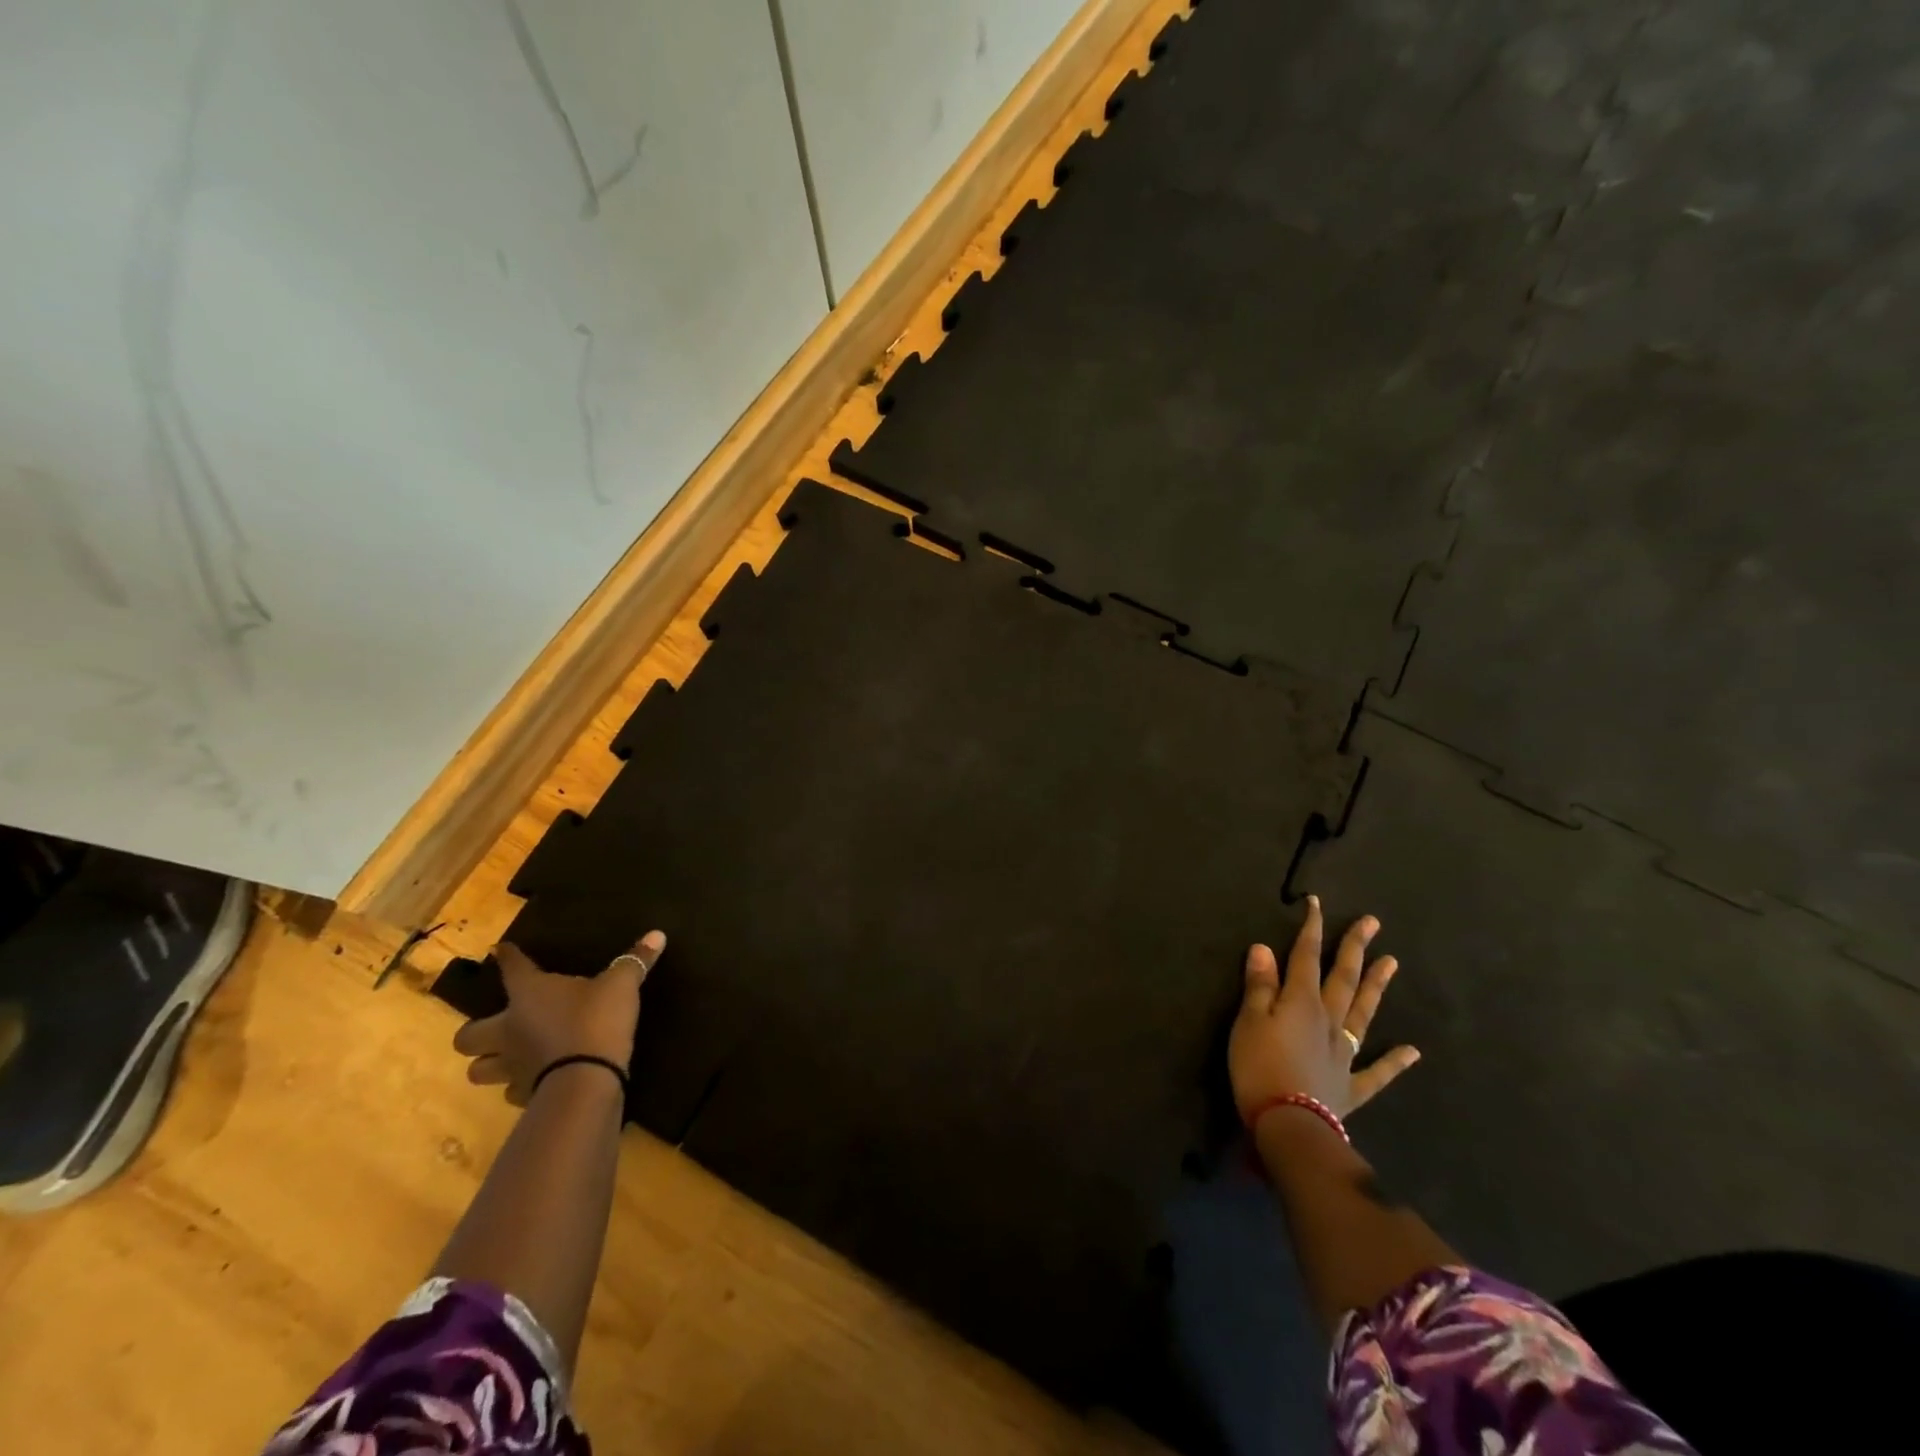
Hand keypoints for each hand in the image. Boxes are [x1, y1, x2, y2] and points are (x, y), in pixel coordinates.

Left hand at [452, 932, 664, 1104]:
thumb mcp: (621, 985)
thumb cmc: (596, 1021)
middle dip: (475, 1032)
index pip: (512, 968)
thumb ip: (635, 961)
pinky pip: (510, 1091)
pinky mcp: (523, 1095)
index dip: (507, 957)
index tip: (500, 950)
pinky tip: (533, 1079)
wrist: (586, 1081)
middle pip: (467, 1036)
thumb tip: (657, 934)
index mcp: (528, 994)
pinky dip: (518, 1085)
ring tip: (506, 1056)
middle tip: (495, 1025)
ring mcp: (512, 1066)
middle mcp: (509, 1029)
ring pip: (479, 1070)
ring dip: (489, 1063)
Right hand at [1229, 896, 1418, 1123]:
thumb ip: (1259, 985)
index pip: (1306, 956)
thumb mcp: (1249, 1021)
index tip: (1316, 903)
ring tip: (1392, 963)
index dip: (1311, 929)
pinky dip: (1395, 1061)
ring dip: (1376, 987)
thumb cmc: (1259, 1067)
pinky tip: (1412, 1050)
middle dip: (1354, 948)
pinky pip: (1377, 1071)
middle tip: (1372, 923)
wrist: (1289, 1126)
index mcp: (1301, 1002)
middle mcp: (1329, 1020)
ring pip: (1363, 1013)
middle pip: (1343, 978)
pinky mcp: (1351, 1085)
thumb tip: (1264, 948)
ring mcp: (1345, 1053)